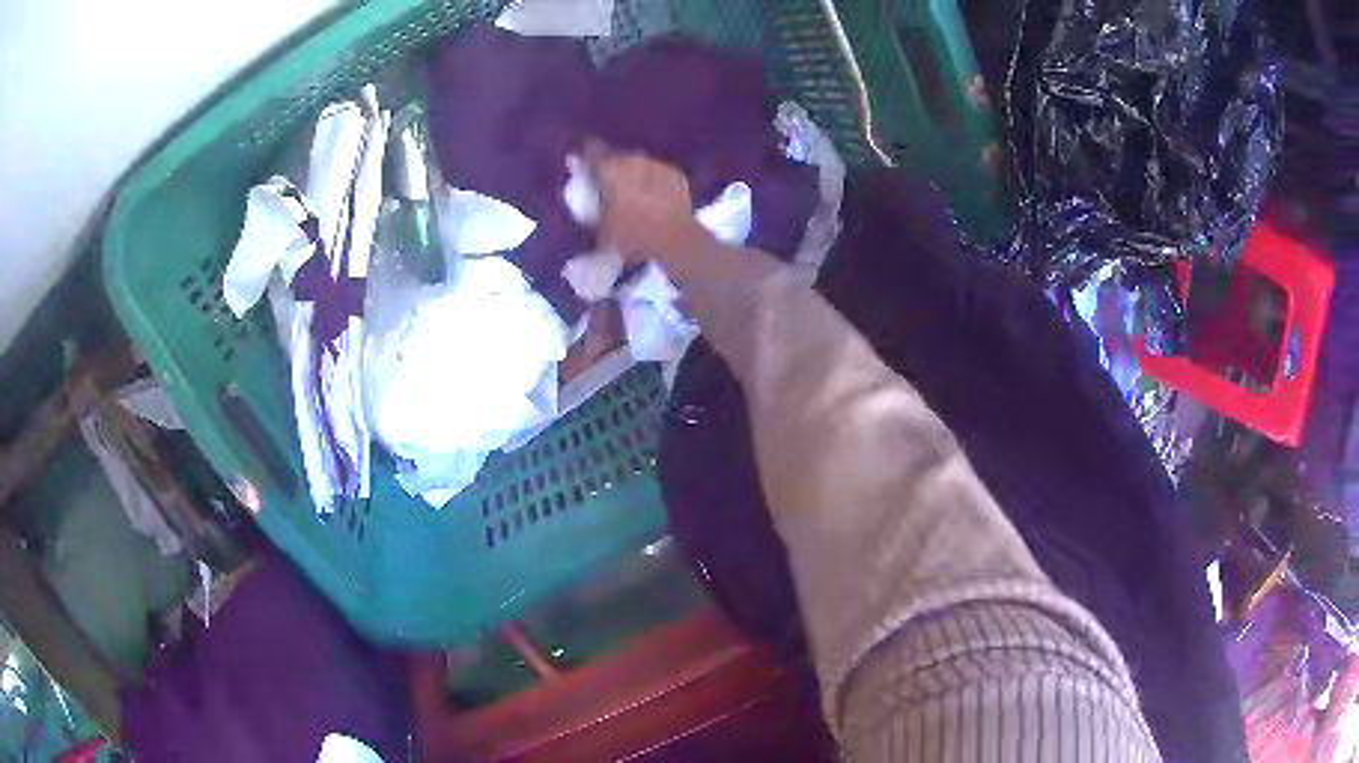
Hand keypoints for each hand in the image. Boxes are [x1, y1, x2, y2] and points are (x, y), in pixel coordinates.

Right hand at [585, 141, 706, 262]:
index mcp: (609, 168)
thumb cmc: (631, 235)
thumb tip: (585, 196)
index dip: (584, 155)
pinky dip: (652, 180)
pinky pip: (657, 172)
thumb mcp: (600, 226)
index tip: (580, 163)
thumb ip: (590, 206)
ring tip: (633, 193)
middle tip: (608, 186)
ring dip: (633, 173)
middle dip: (611, 168)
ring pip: (638, 163)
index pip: (591, 149)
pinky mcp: (675, 173)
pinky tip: (654, 197)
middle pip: (616, 156)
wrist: (675, 240)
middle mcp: (632, 159)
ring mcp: (656, 164)